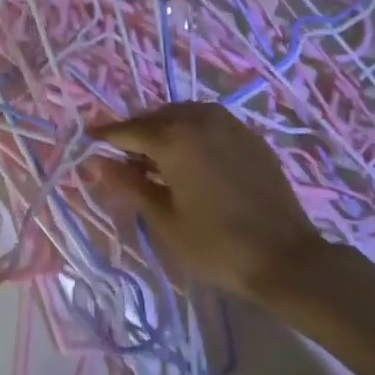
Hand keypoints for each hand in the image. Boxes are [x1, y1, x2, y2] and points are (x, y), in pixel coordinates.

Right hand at [88, 102, 339, 304]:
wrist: (287, 259)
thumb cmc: (217, 245)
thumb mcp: (164, 219)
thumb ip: (128, 185)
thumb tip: (96, 163)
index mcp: (173, 138)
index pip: (128, 130)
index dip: (105, 136)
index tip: (88, 138)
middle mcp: (198, 119)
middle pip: (155, 118)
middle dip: (136, 133)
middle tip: (122, 157)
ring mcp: (228, 124)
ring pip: (183, 115)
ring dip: (164, 130)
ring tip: (156, 158)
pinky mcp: (249, 136)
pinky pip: (208, 123)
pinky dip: (191, 132)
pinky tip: (191, 158)